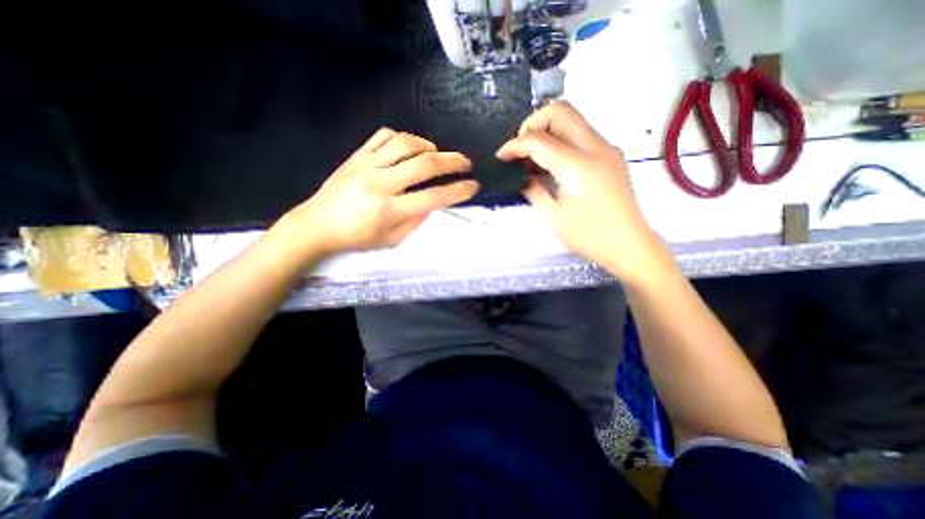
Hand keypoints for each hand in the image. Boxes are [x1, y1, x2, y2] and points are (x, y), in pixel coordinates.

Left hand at [272, 127, 476, 261]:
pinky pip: (383, 136)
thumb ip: (415, 221)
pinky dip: (403, 138)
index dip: (457, 191)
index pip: (432, 197)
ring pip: (405, 144)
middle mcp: (380, 183)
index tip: (473, 185)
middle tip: (465, 163)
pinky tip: (410, 147)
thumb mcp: (390, 240)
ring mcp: (367, 165)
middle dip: (452, 162)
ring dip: (429, 146)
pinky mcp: (357, 156)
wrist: (317, 225)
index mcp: (389, 210)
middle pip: (424, 165)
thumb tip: (433, 203)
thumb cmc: (356, 238)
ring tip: (438, 154)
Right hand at [500, 102, 673, 283]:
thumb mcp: (552, 216)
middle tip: (520, 150)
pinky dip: (561, 141)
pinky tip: (552, 165)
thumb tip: (521, 176)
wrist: (629, 246)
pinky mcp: (610, 156)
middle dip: (533, 124)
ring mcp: (606, 149)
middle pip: (560, 111)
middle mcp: (595, 147)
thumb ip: (532, 189)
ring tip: (533, 159)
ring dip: (547, 131)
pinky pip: (581, 135)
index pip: (538, 140)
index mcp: (578, 165)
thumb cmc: (588, 235)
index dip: (514, 145)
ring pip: (572, 120)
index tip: (501, 157)